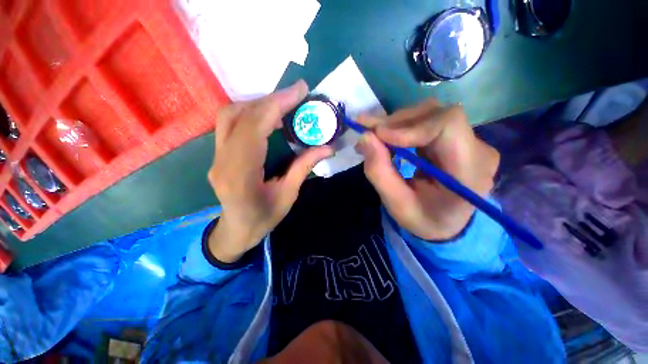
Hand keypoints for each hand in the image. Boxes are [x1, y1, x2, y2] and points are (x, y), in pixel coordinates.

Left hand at [208, 81, 333, 262]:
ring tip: (283, 105)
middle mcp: (222, 160)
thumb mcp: (288, 196)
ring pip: (229, 115)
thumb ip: (304, 168)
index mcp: (241, 175)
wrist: (236, 230)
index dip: (277, 104)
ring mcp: (215, 156)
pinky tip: (268, 117)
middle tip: (295, 96)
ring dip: (258, 104)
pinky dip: (250, 113)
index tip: (299, 91)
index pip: (255, 128)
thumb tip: (327, 148)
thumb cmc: (264, 218)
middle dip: (269, 100)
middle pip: (238, 115)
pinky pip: (230, 124)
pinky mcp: (217, 154)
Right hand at [355, 99, 498, 240]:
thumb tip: (365, 137)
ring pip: (429, 115)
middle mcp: (477, 149)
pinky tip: (386, 137)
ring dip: (396, 123)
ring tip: (373, 136)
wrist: (447, 224)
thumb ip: (379, 172)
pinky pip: (427, 122)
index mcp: (470, 171)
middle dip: (396, 122)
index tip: (378, 136)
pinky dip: (402, 127)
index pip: (447, 125)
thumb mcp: (397, 204)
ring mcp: (469, 141)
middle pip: (435, 115)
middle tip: (366, 131)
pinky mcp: (456, 138)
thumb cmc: (424, 219)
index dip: (410, 126)